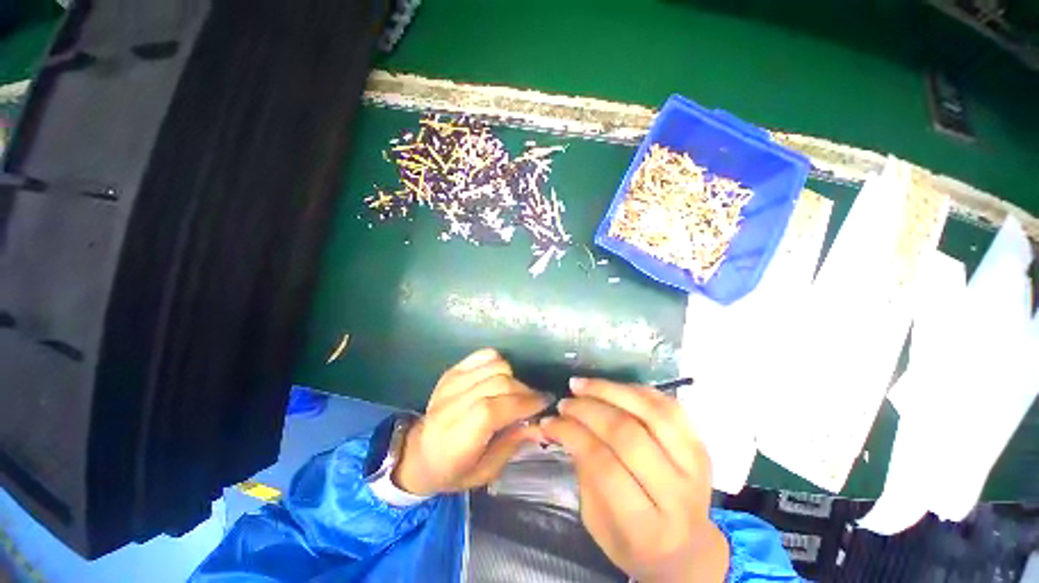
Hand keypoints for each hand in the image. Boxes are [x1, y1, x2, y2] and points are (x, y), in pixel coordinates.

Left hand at [393, 348, 549, 495]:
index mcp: (456, 438)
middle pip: (497, 383)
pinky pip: (484, 355)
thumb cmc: (455, 470)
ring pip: (494, 366)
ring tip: (518, 392)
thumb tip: (541, 424)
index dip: (523, 403)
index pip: (492, 410)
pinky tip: (501, 378)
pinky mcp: (453, 371)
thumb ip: (513, 443)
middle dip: (524, 391)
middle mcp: (451, 405)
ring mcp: (451, 382)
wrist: (420, 452)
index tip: (545, 402)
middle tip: (535, 401)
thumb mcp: (486, 471)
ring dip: (514, 378)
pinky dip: (499, 363)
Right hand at [541, 378, 728, 582]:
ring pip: (651, 413)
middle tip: (565, 401)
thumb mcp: (597, 521)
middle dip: (588, 410)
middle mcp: (677, 495)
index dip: (573, 435)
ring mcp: (695, 467)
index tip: (550, 421)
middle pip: (628, 436)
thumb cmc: (633, 541)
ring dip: (611, 391)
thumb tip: (563, 424)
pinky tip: (612, 388)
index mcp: (647, 528)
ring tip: (583, 385)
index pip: (605, 467)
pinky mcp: (701, 446)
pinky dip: (635, 390)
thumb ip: (583, 472)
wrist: (688, 550)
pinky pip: (668, 406)